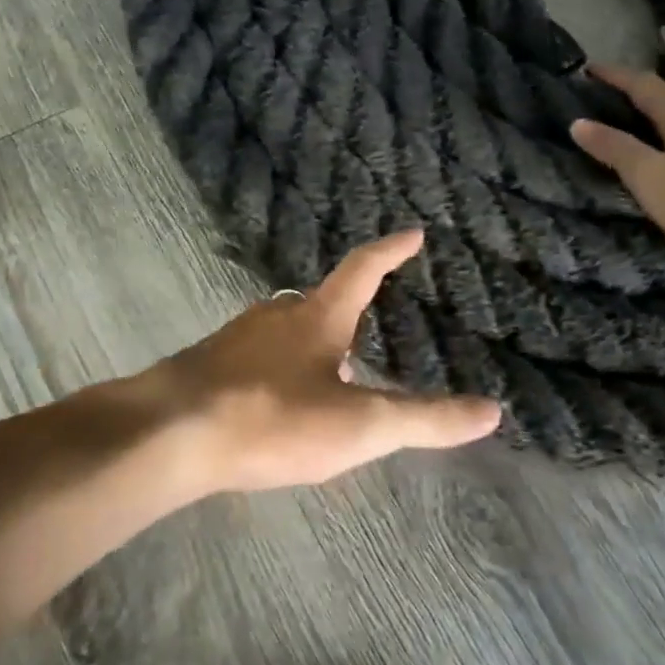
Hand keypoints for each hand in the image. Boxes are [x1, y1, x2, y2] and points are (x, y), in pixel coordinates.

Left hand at [141, 232, 501, 492]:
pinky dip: (283, 362)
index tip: (412, 232)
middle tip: (374, 319)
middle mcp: (276, 313)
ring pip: (288, 326)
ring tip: (335, 366)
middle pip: (322, 298)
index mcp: (317, 316)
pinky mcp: (212, 362)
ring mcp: (239, 335)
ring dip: (315, 337)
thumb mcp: (358, 426)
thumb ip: (423, 420)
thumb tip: (492, 410)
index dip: (391, 250)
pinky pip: (260, 351)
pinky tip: (281, 396)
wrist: (172, 431)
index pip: (362, 268)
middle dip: (350, 305)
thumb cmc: (272, 418)